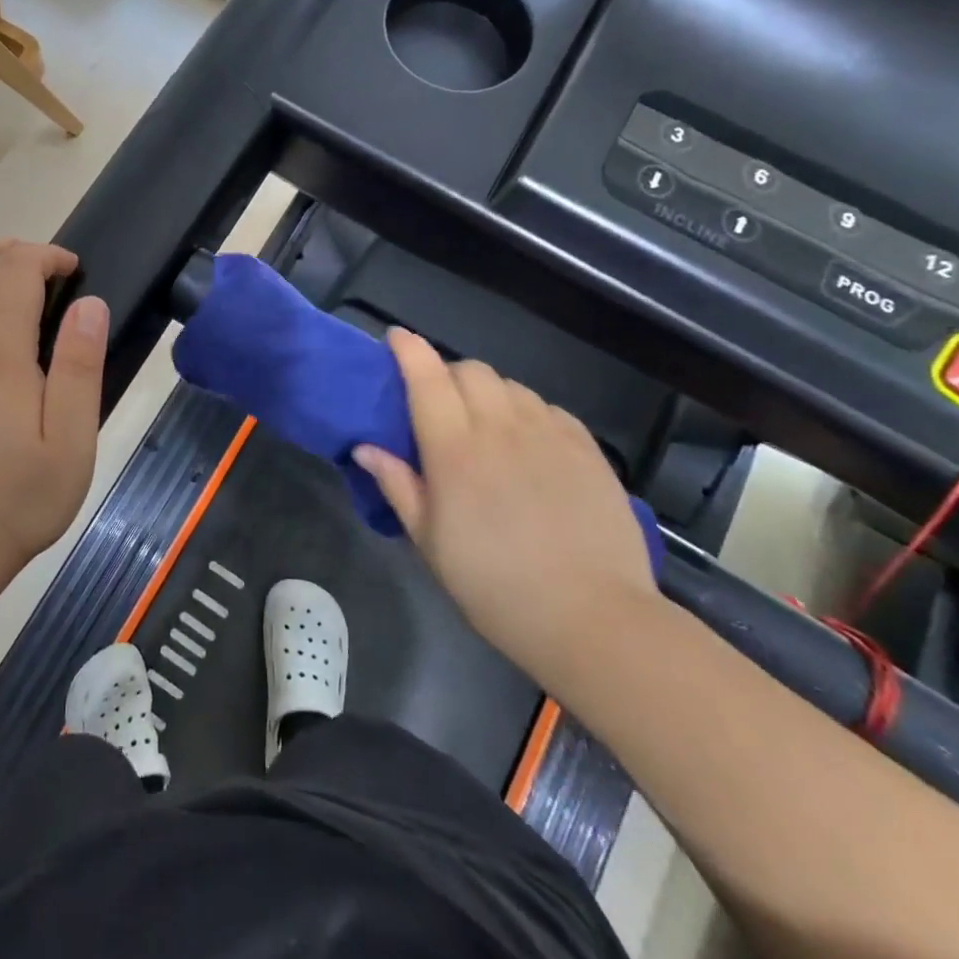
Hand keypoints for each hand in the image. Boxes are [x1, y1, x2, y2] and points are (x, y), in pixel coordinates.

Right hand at [355, 329, 657, 677]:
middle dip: (448, 374)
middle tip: (441, 405)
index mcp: (455, 450)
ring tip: (487, 425)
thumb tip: (365, 447)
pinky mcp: (587, 448)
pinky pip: (548, 408)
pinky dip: (528, 411)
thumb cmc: (494, 586)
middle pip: (470, 370)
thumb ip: (398, 486)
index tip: (395, 339)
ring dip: (489, 393)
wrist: (593, 618)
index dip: (408, 350)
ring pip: (511, 385)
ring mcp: (549, 434)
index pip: (426, 377)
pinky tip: (529, 443)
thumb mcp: (430, 543)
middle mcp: (501, 428)